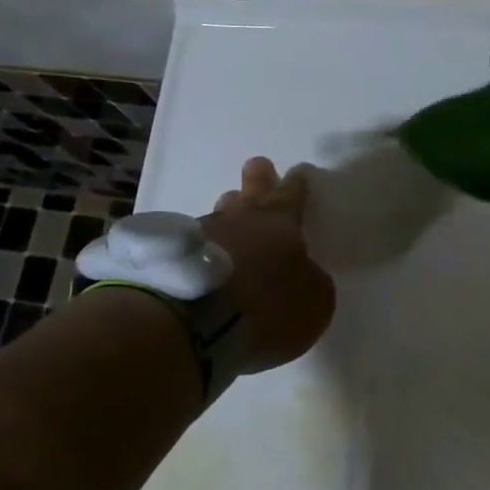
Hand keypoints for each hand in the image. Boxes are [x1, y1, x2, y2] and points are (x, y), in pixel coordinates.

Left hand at [201, 157, 334, 374]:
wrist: (194, 321)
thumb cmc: (266, 306)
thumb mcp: (313, 301)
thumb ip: (312, 280)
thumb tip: (304, 272)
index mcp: (280, 221)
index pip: (292, 192)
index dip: (297, 183)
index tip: (298, 172)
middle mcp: (242, 216)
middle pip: (251, 186)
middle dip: (258, 177)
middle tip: (259, 167)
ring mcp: (205, 231)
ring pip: (221, 212)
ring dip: (229, 216)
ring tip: (231, 222)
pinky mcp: (175, 253)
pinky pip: (198, 241)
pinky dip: (206, 247)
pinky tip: (206, 260)